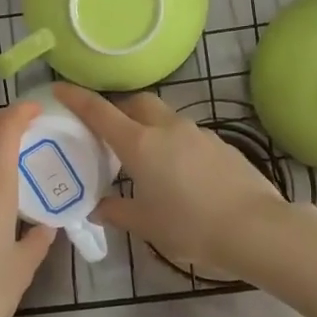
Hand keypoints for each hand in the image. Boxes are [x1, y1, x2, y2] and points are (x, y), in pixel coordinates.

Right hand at [52, 86, 288, 277]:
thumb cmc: (191, 227)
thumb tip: (98, 208)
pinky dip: (175, 143)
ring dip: (149, 127)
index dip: (77, 98)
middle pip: (137, 102)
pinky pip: (188, 135)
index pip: (100, 112)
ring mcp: (198, 133)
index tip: (59, 87)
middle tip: (109, 131)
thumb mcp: (147, 225)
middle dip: (120, 109)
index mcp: (140, 145)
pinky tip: (181, 173)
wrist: (256, 228)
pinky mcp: (221, 144)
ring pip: (165, 117)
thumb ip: (118, 212)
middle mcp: (167, 129)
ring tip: (147, 158)